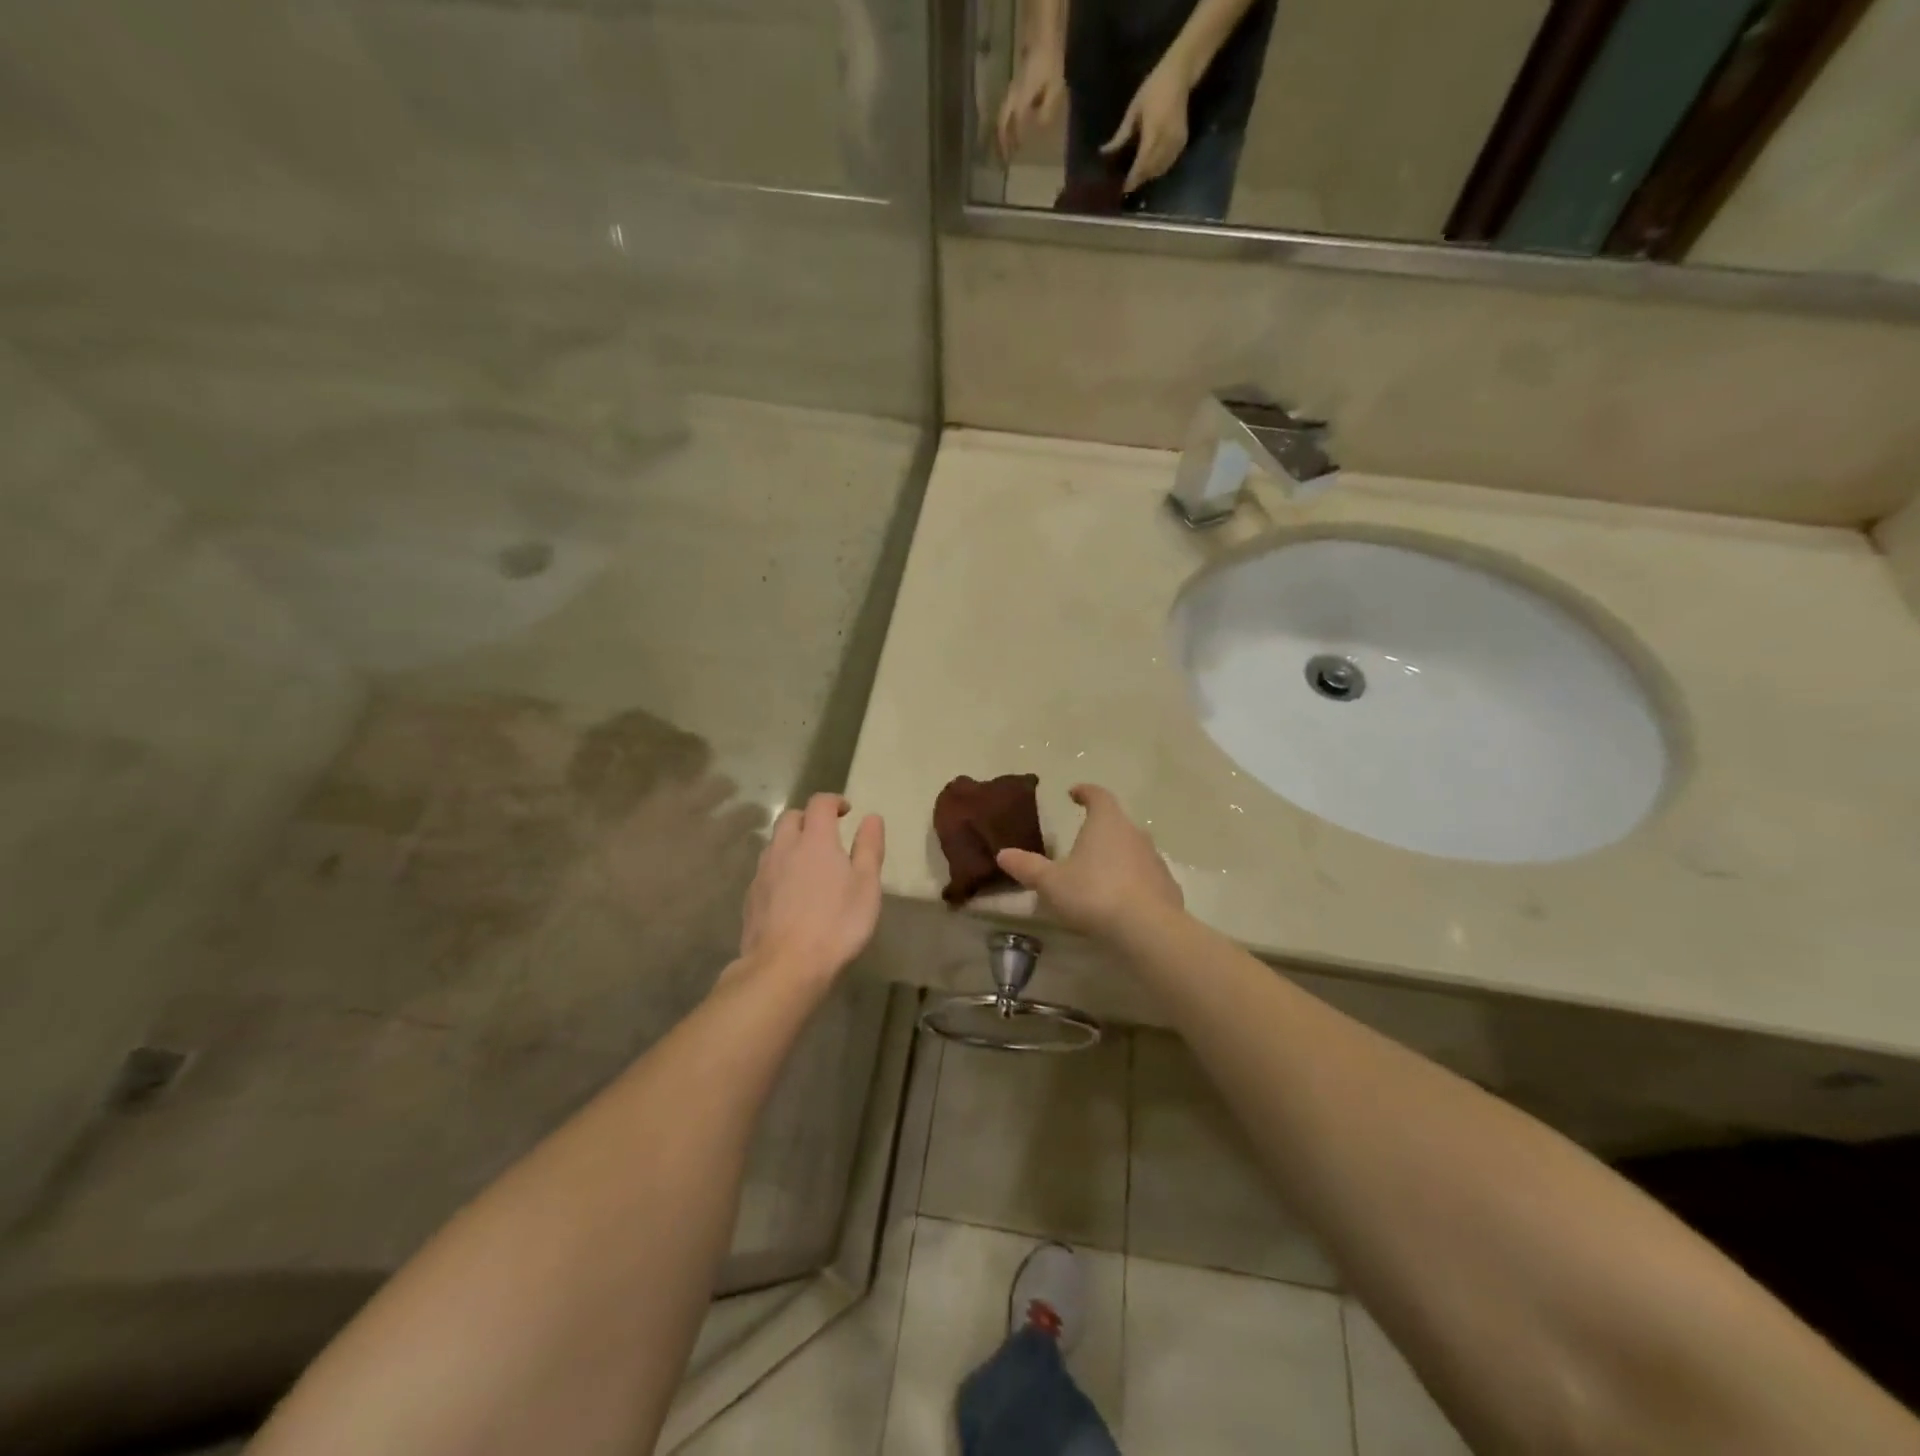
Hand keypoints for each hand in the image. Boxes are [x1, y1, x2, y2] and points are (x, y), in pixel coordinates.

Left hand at [738, 793, 884, 984]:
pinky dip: (780, 869)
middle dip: (808, 818)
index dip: (833, 801)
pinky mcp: (751, 897)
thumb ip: (869, 848)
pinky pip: (766, 870)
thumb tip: (871, 818)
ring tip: (809, 864)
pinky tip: (791, 892)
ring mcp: (763, 872)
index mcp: (815, 840)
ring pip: (775, 843)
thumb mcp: (866, 886)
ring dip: (791, 843)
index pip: (820, 804)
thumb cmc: (836, 924)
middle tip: (827, 834)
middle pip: (790, 817)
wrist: (784, 967)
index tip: (846, 811)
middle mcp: (784, 848)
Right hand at [995, 784, 1182, 940]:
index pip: (1097, 795)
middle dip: (1100, 828)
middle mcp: (1134, 833)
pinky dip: (1134, 881)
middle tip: (1082, 840)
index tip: (1074, 793)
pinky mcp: (1168, 886)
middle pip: (1117, 822)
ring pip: (1133, 849)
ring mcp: (1155, 860)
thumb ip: (1027, 866)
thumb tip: (1003, 854)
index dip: (1085, 792)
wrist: (1147, 928)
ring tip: (1099, 873)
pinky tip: (1122, 899)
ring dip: (1117, 856)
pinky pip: (1146, 876)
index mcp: (1106, 823)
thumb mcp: (1051, 882)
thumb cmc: (1093, 894)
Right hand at [997, 47, 1065, 162]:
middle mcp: (1013, 97)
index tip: (1013, 158)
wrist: (1043, 39)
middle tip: (1003, 160)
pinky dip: (1007, 125)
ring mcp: (1012, 92)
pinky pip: (1007, 112)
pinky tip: (1013, 133)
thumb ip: (1045, 110)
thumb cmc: (1049, 63)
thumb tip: (1037, 127)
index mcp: (1021, 99)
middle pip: (1002, 123)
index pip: (1014, 126)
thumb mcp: (1054, 89)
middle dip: (1001, 142)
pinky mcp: (1015, 90)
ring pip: (1002, 118)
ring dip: (1003, 134)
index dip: (1014, 142)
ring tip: (1006, 150)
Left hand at [1101, 60, 1191, 193]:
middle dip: (1140, 179)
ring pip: (1161, 168)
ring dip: (1149, 176)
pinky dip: (1159, 169)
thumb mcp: (1134, 110)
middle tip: (1128, 186)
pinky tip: (1150, 170)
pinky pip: (1170, 162)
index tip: (1123, 188)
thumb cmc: (1154, 88)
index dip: (1133, 178)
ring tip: (1137, 179)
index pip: (1142, 163)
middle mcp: (1167, 139)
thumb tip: (1105, 152)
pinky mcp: (1182, 141)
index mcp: (1153, 130)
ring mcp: (1177, 141)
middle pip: (1152, 169)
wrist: (1180, 74)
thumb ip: (1121, 134)